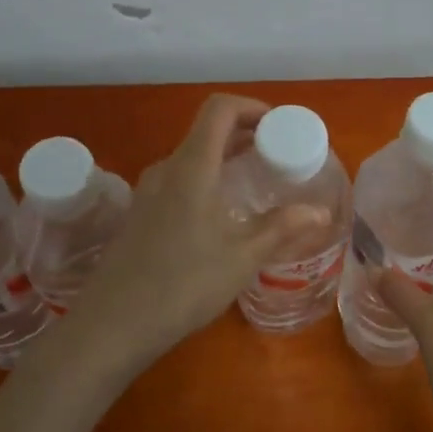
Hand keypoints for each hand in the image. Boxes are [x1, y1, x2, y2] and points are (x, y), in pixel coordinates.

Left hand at [65, 94, 330, 369]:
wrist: (112, 324)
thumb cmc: (183, 285)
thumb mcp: (241, 258)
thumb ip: (282, 228)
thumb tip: (320, 212)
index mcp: (192, 167)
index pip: (220, 109)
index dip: (252, 107)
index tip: (280, 126)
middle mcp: (166, 169)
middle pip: (207, 131)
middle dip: (245, 134)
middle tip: (279, 156)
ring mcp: (148, 191)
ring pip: (192, 158)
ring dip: (225, 159)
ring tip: (256, 183)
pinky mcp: (140, 214)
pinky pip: (179, 180)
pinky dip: (207, 180)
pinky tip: (222, 215)